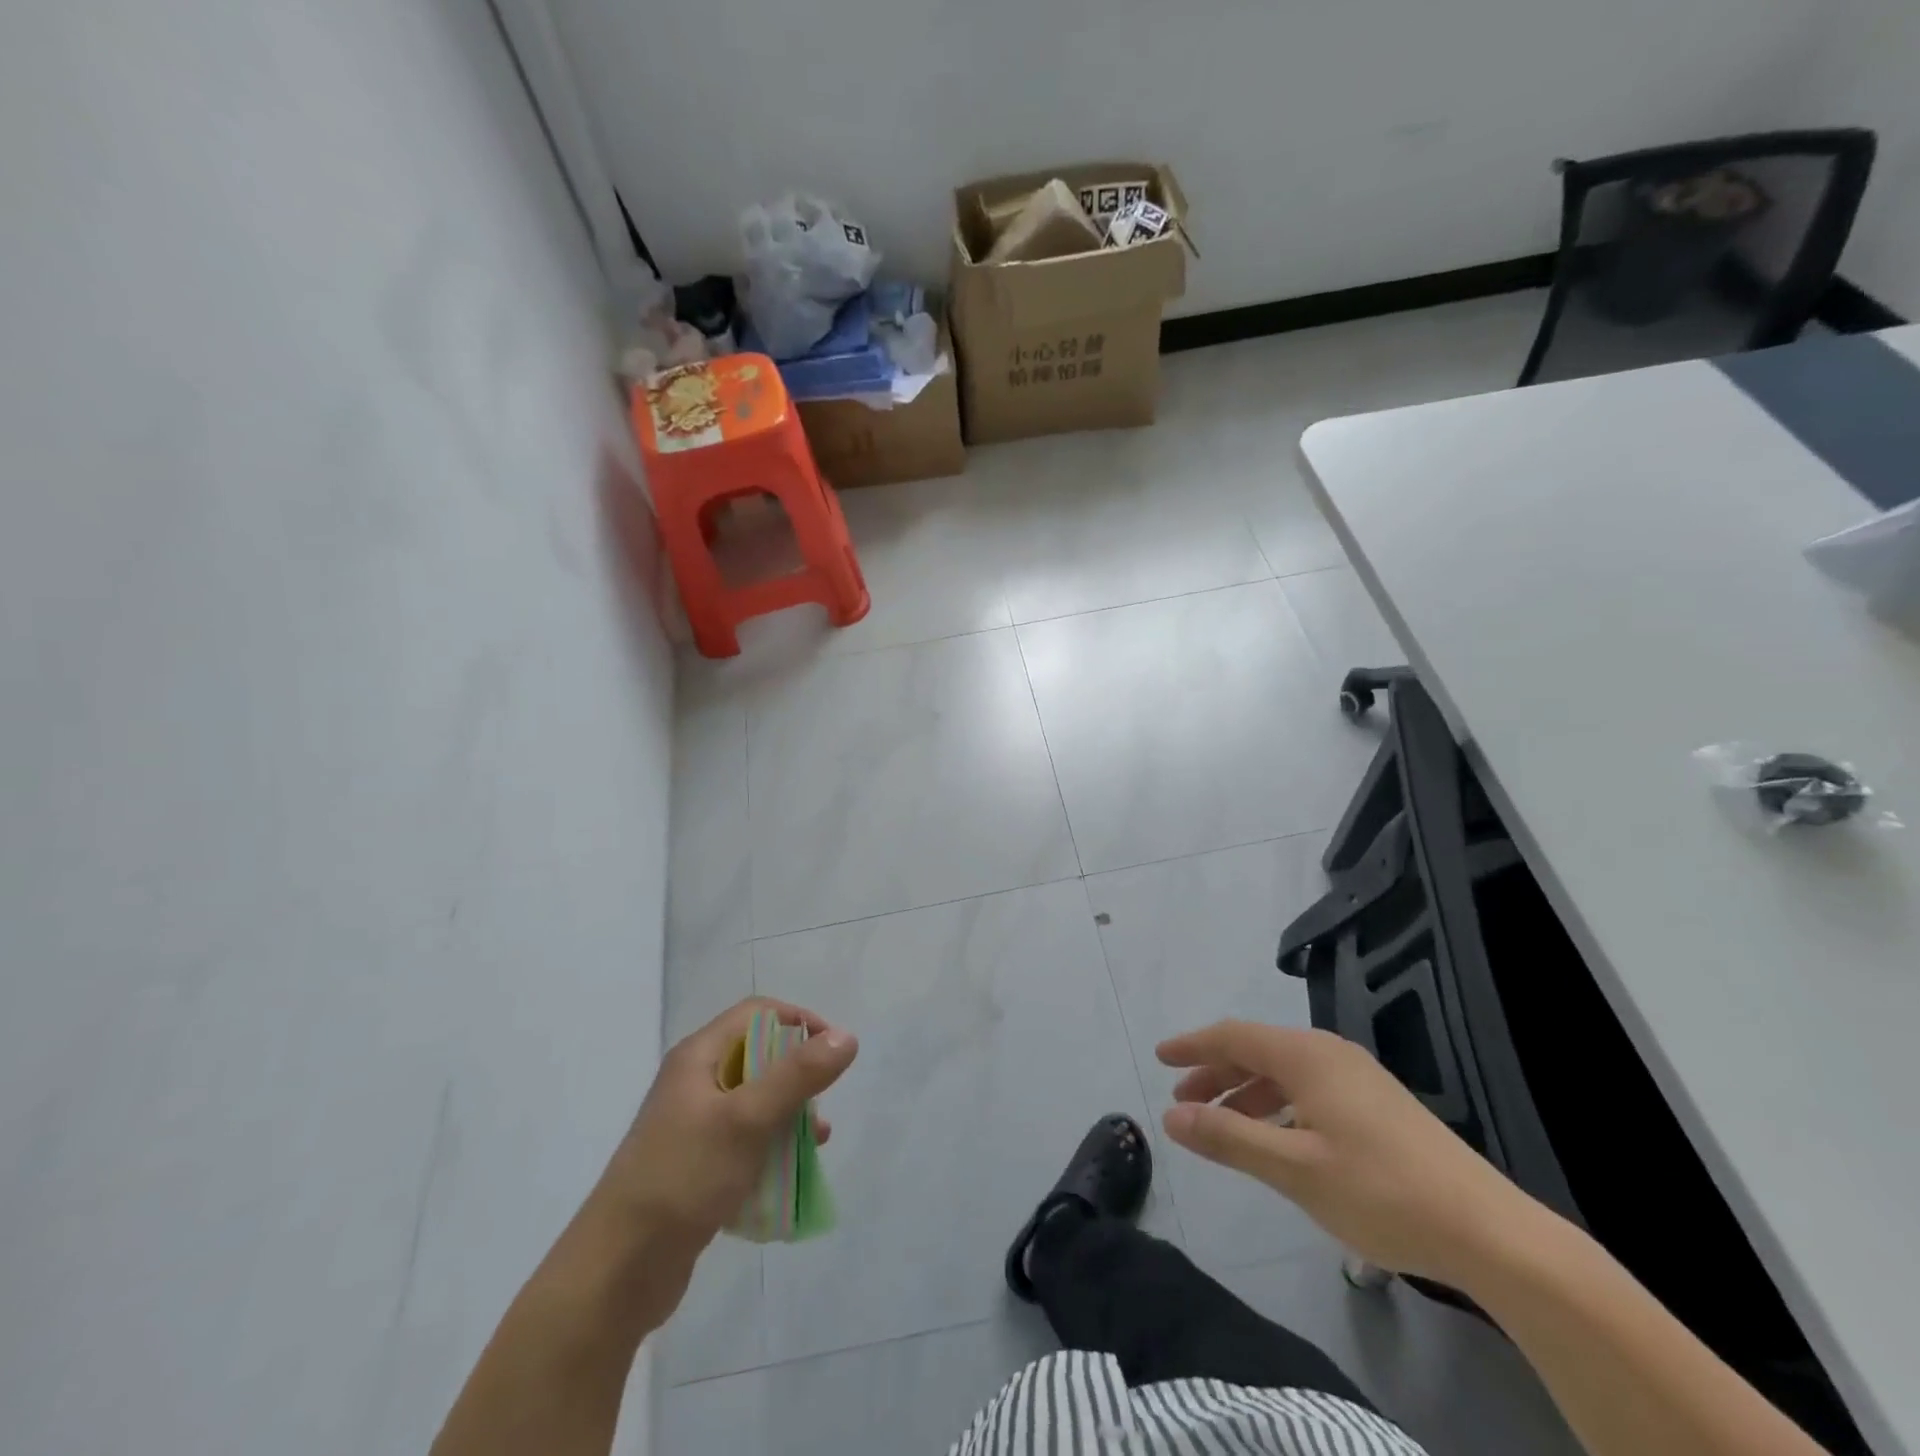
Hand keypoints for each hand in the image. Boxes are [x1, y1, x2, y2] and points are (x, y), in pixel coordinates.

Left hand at [599, 998, 856, 1246]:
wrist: (617, 1272)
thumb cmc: (684, 1178)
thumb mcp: (748, 1120)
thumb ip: (799, 1075)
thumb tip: (847, 1037)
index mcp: (698, 1057)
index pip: (757, 1013)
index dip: (798, 1022)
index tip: (831, 1053)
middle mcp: (694, 1082)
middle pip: (759, 1056)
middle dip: (798, 1076)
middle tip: (820, 1105)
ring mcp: (693, 1125)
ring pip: (756, 1102)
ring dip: (789, 1116)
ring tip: (815, 1143)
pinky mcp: (696, 1165)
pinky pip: (745, 1141)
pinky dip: (771, 1148)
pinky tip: (790, 1174)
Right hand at [1158, 1021, 1538, 1285]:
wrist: (1491, 1232)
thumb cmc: (1382, 1191)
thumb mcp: (1294, 1169)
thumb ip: (1228, 1138)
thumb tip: (1170, 1117)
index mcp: (1307, 1056)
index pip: (1233, 1035)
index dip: (1192, 1045)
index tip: (1159, 1058)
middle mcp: (1330, 1054)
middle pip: (1257, 1050)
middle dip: (1216, 1072)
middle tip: (1183, 1100)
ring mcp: (1358, 1078)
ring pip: (1284, 1071)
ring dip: (1246, 1092)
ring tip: (1221, 1123)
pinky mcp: (1378, 1105)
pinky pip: (1309, 1089)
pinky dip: (1278, 1105)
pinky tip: (1276, 1137)